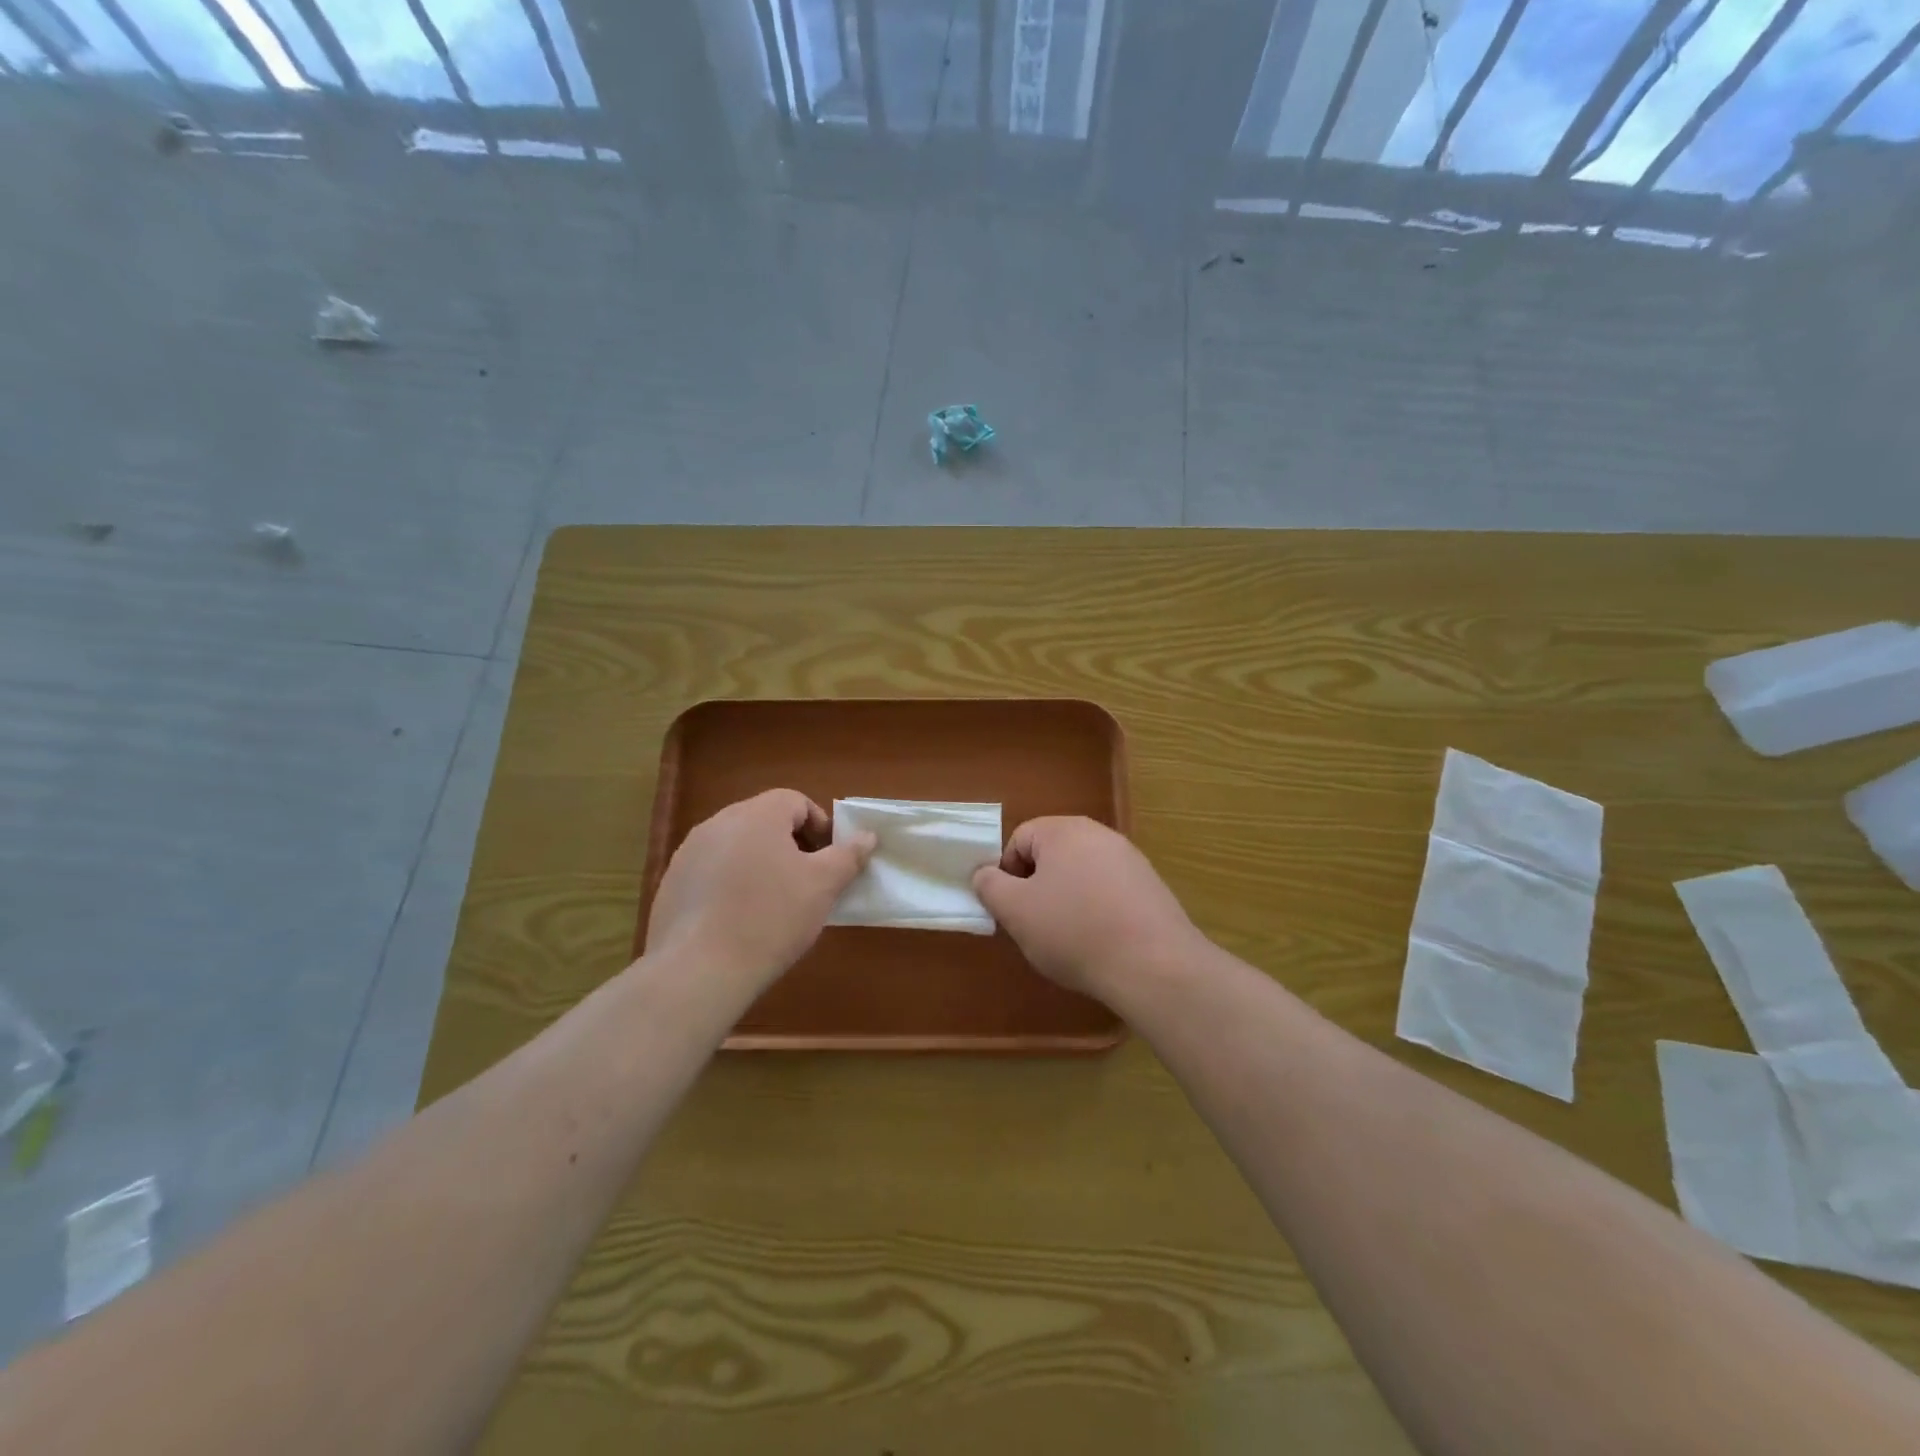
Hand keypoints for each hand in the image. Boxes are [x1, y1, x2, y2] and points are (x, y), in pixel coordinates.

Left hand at [645, 790, 875, 989]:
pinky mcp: (672, 882)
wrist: (699, 971)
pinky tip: (738, 919)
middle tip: (806, 882)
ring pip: (737, 846)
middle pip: (764, 820)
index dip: (819, 826)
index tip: (829, 860)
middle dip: (790, 844)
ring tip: (773, 903)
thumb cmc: (771, 918)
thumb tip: (867, 836)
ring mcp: (689, 852)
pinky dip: (730, 884)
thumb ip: (848, 855)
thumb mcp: (823, 886)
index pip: (795, 801)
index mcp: (757, 814)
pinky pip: (711, 871)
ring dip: (760, 863)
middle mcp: (718, 822)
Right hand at [972, 816, 1200, 999]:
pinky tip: (1101, 942)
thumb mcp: (1016, 911)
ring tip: (1069, 939)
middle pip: (1052, 855)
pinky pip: (1109, 891)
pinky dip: (1097, 911)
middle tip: (1035, 925)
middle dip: (1037, 887)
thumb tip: (985, 873)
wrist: (1154, 965)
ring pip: (1081, 874)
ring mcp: (1130, 859)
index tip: (1012, 909)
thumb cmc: (1074, 931)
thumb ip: (990, 886)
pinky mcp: (1151, 886)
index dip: (1007, 874)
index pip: (1019, 839)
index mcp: (1063, 830)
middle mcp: (1099, 834)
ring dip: (1067, 900)